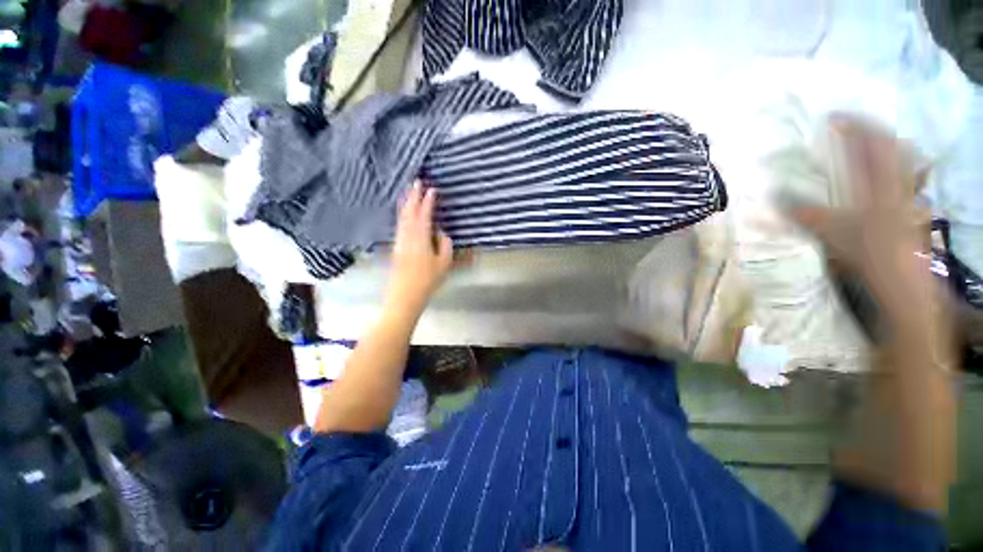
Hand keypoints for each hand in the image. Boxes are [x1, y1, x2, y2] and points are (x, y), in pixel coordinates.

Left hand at [386, 183, 453, 314]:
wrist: (404, 294)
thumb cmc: (428, 279)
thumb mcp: (444, 262)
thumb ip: (444, 243)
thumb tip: (440, 232)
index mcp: (420, 236)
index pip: (424, 213)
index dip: (428, 200)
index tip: (432, 189)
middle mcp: (407, 234)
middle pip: (409, 211)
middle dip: (414, 195)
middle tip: (416, 181)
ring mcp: (400, 240)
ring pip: (402, 216)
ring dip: (407, 203)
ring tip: (410, 192)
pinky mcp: (396, 246)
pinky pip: (400, 224)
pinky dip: (403, 214)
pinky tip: (405, 213)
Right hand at [789, 116, 928, 306]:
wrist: (902, 280)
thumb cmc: (868, 254)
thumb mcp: (831, 234)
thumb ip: (806, 215)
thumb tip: (776, 201)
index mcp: (877, 185)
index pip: (868, 146)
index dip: (852, 127)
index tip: (833, 117)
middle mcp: (896, 184)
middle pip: (890, 146)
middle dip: (872, 130)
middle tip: (855, 125)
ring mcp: (907, 196)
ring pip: (904, 159)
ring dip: (888, 146)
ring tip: (873, 141)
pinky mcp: (910, 208)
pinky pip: (908, 178)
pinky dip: (898, 167)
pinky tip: (890, 171)